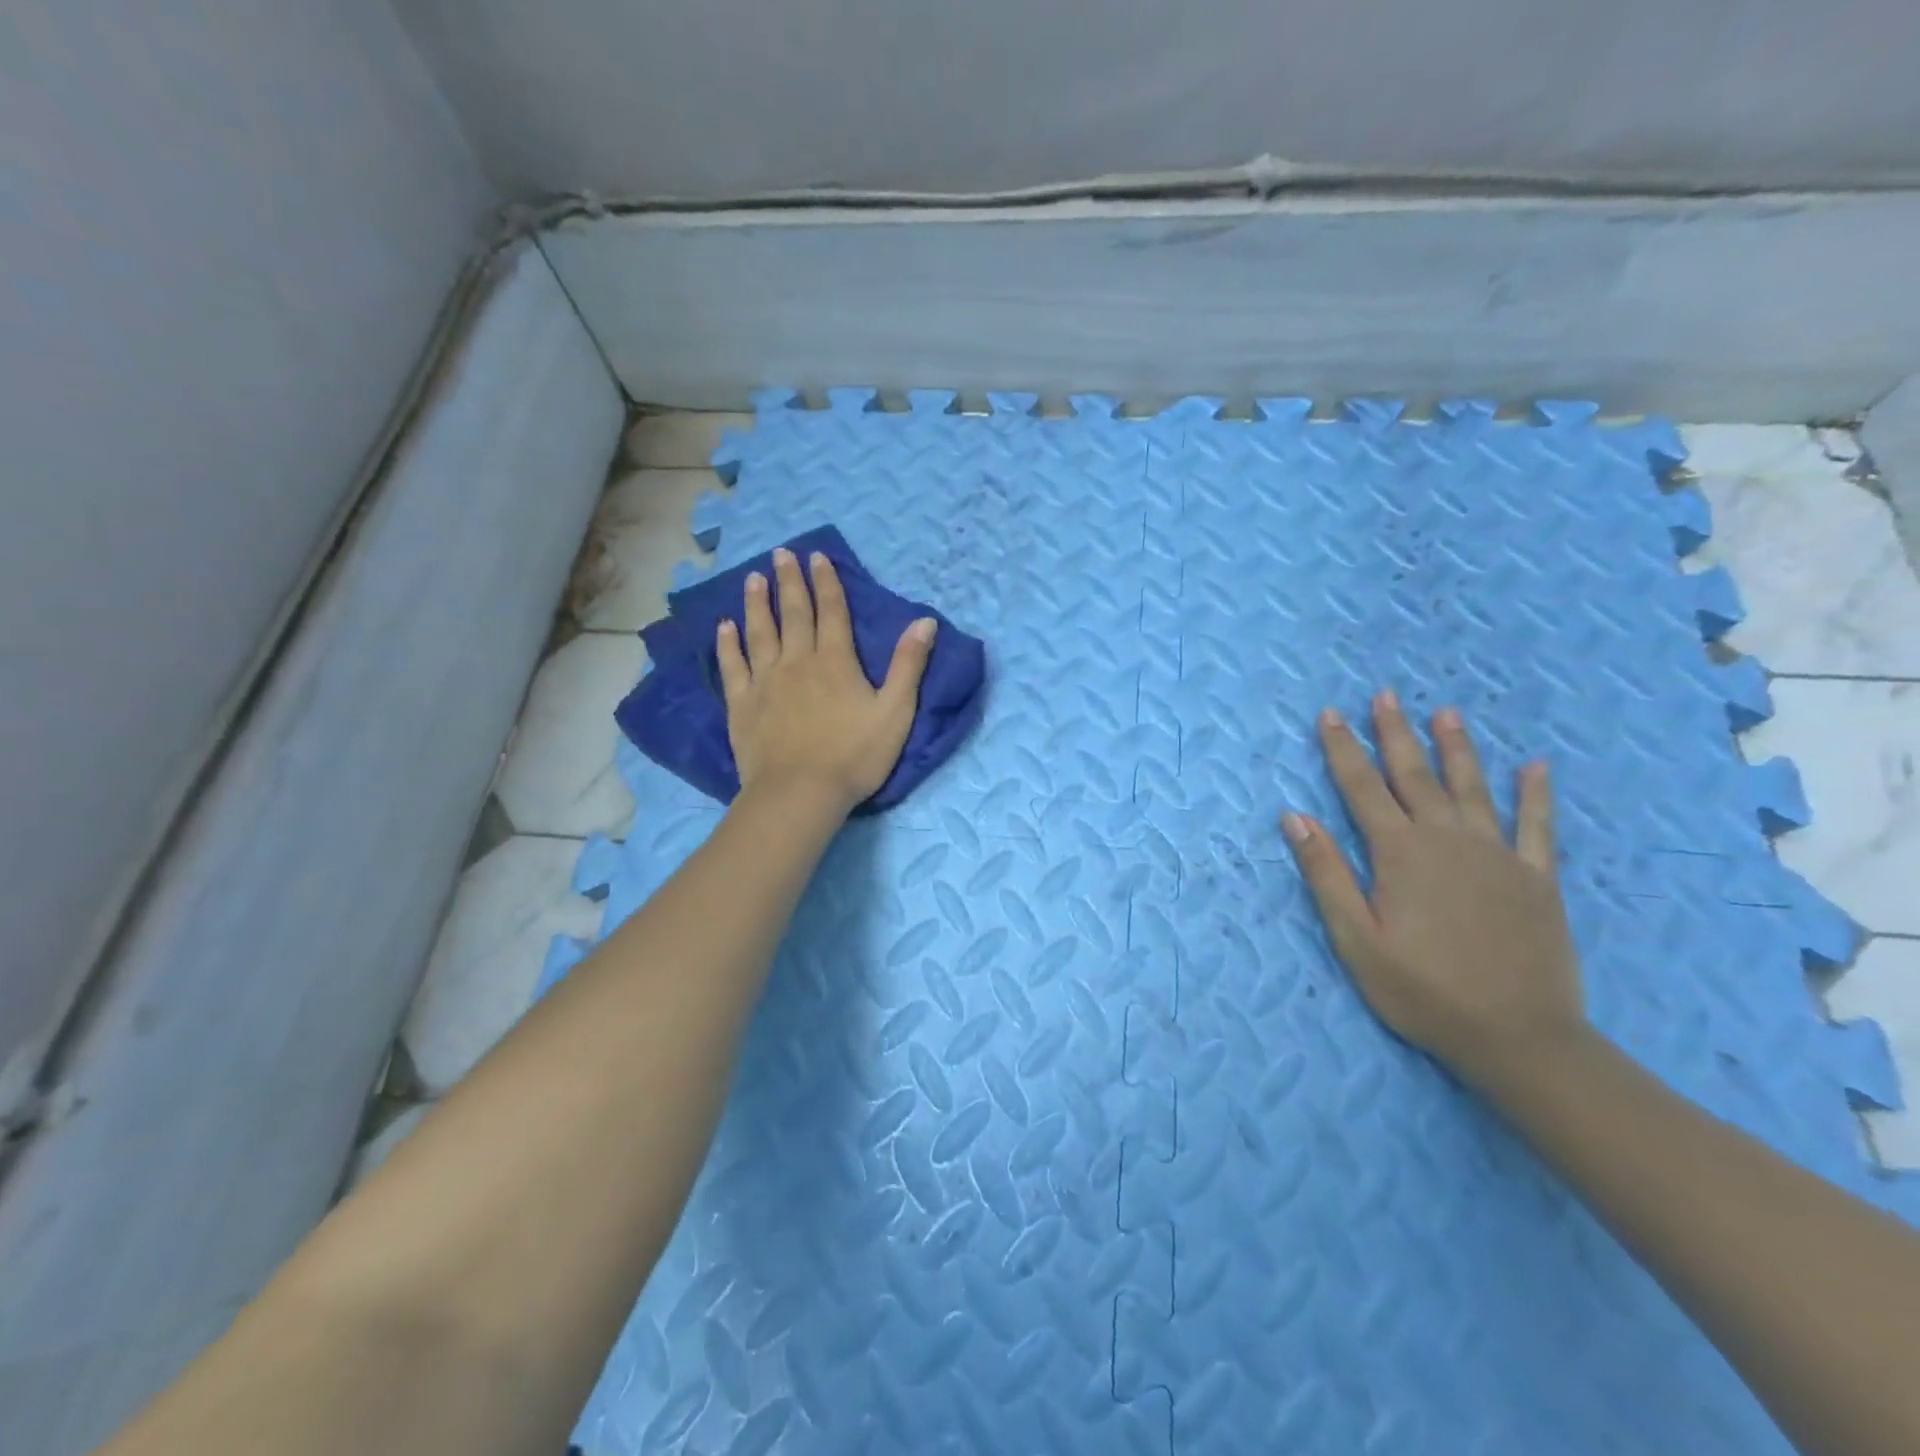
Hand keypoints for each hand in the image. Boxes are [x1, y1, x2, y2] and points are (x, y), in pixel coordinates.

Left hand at [717, 547, 934, 814]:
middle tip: (780, 554)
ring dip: (756, 603)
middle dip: (789, 581)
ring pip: (759, 632)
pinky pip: (732, 666)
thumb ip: (909, 665)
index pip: (831, 611)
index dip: (826, 582)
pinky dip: (727, 644)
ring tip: (752, 579)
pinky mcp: (742, 704)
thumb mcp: (895, 712)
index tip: (817, 556)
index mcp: (835, 661)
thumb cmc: (854, 756)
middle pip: (793, 613)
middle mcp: (797, 661)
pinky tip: (724, 627)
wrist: (799, 793)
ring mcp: (765, 681)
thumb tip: (925, 621)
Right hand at [1281, 689, 1585, 1087]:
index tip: (1330, 715)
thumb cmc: (1422, 991)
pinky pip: (1538, 826)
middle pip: (1415, 775)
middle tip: (1384, 696)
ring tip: (1446, 713)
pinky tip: (1536, 767)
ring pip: (1473, 788)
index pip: (1362, 787)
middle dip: (1395, 733)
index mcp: (1400, 853)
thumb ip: (1326, 874)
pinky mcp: (1537, 879)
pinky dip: (1536, 795)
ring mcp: (1498, 855)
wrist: (1520, 1038)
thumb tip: (1295, 817)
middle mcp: (1448, 840)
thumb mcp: (1355, 939)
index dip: (1342, 749)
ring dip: (1457, 748)